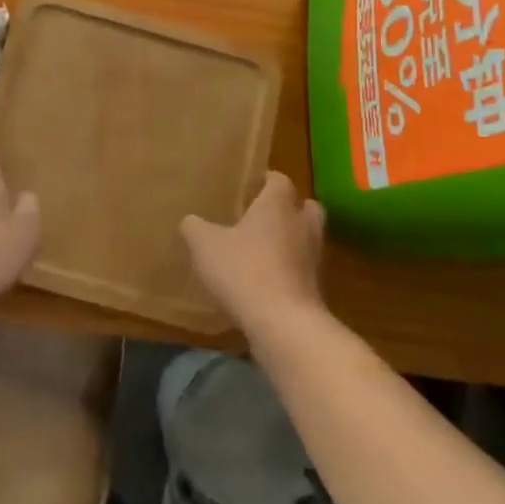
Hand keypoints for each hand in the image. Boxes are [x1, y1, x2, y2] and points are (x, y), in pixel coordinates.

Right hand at [180, 172, 325, 335]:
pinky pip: (302, 269)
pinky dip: (288, 270)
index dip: (267, 180)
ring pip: (307, 239)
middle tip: (263, 215)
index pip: (280, 180)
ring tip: (262, 249)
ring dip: (290, 241)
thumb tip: (190, 221)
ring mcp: (313, 258)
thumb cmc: (244, 270)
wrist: (283, 323)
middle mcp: (302, 225)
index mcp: (278, 205)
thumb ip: (194, 228)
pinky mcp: (314, 289)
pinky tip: (264, 280)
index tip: (251, 185)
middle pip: (305, 206)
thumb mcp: (204, 245)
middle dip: (289, 208)